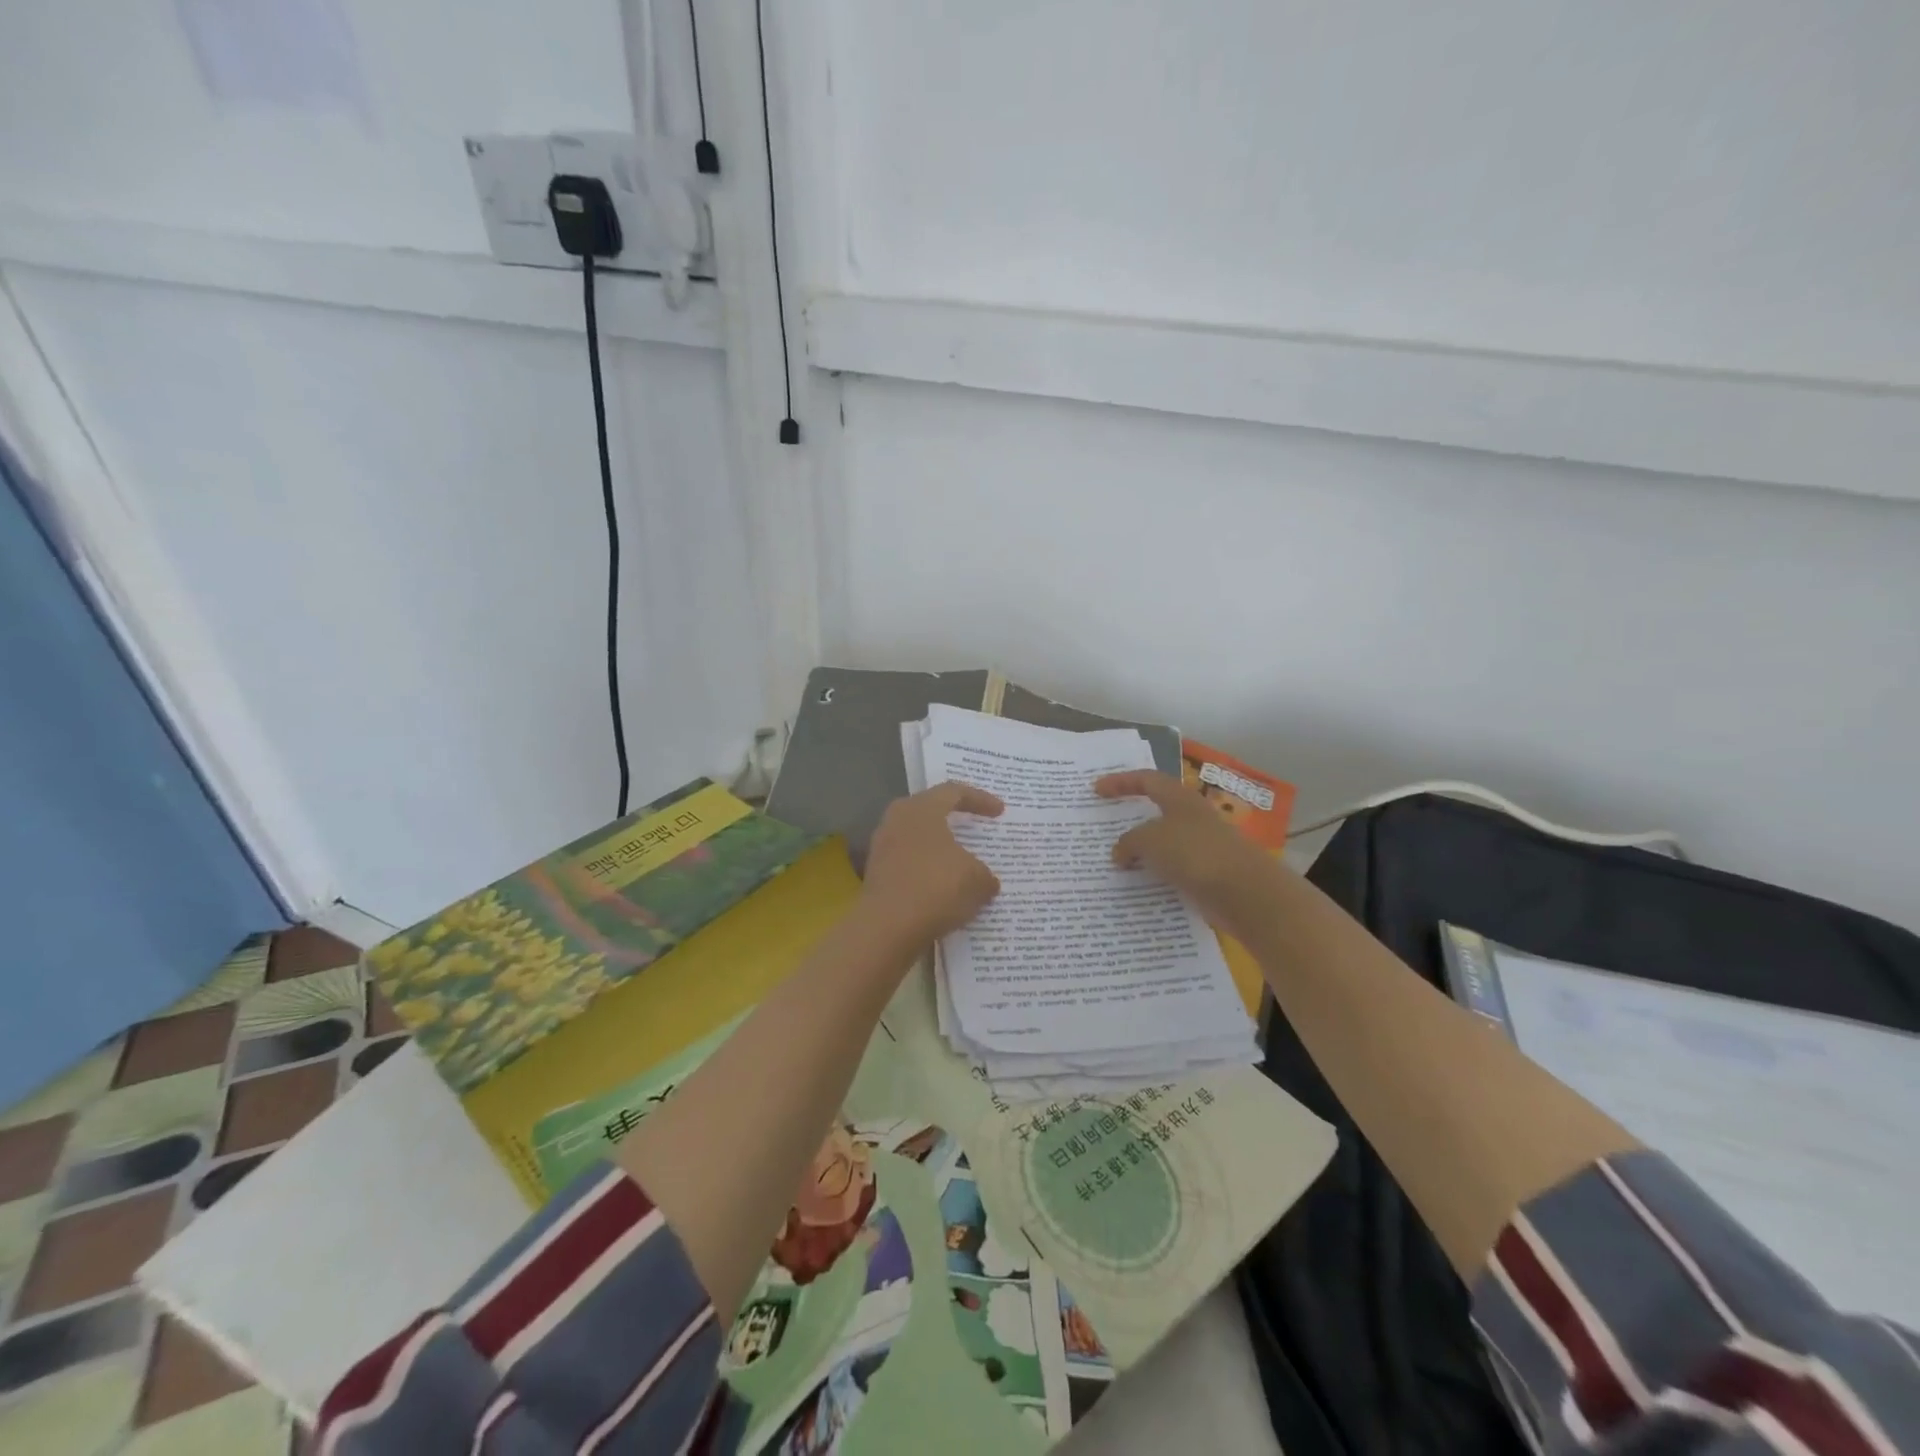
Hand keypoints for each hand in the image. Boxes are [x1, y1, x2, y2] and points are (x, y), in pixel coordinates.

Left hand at [859, 782, 1004, 946]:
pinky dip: (928, 872)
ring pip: (918, 840)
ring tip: (962, 864)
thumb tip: (986, 881)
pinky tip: (944, 889)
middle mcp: (897, 821)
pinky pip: (909, 865)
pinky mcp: (876, 876)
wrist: (887, 928)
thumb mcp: (976, 880)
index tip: (1000, 811)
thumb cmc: (936, 888)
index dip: (980, 799)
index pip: (953, 792)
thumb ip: (985, 874)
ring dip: (940, 850)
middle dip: (954, 820)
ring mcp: (882, 848)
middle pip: (930, 811)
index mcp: (921, 809)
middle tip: (974, 827)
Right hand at [1095, 770, 1279, 934]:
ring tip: (1117, 862)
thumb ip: (1128, 843)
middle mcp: (1192, 817)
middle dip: (1131, 818)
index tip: (1096, 790)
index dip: (1120, 782)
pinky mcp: (1207, 873)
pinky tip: (1140, 886)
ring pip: (1164, 842)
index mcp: (1179, 799)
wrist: (1244, 892)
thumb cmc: (1193, 853)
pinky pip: (1172, 868)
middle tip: (1106, 826)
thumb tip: (1119, 854)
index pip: (1146, 780)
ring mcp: (1202, 846)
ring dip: (1142, 850)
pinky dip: (1155, 874)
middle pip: (1157, 810)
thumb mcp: (1149, 841)